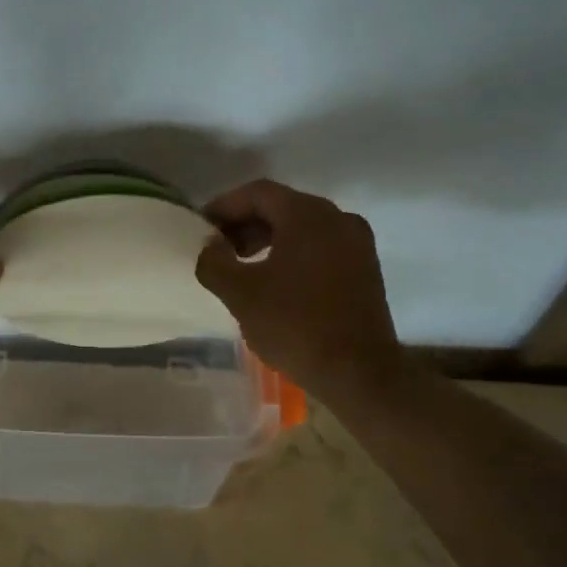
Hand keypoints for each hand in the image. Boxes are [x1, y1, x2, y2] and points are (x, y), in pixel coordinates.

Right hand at [195, 179, 403, 397]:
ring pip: (302, 227)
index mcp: (309, 215)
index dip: (224, 206)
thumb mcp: (239, 293)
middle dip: (245, 224)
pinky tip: (273, 281)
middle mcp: (338, 219)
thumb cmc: (294, 325)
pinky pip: (320, 247)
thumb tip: (210, 245)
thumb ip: (214, 261)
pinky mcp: (365, 269)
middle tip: (218, 248)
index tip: (201, 227)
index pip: (258, 192)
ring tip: (241, 266)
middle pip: (282, 206)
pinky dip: (292, 253)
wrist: (358, 374)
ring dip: (267, 239)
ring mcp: (357, 244)